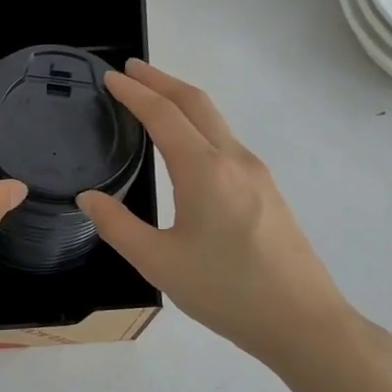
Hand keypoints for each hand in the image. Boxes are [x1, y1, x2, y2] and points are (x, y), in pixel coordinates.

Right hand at [77, 60, 354, 367]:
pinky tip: (185, 145)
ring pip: (215, 120)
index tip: (110, 77)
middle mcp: (233, 159)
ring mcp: (256, 173)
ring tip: (152, 99)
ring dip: (182, 101)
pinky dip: (198, 124)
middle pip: (196, 103)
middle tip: (129, 70)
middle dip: (161, 80)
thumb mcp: (159, 263)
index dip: (134, 92)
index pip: (163, 114)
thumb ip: (118, 226)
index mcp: (204, 170)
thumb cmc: (226, 291)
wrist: (303, 321)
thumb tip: (88, 197)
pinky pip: (226, 140)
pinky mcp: (266, 190)